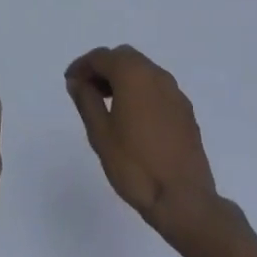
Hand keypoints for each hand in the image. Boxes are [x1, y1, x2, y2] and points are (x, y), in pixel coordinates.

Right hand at [65, 45, 236, 254]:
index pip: (102, 56)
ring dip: (123, 78)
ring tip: (108, 104)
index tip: (71, 82)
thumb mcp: (100, 134)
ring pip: (143, 70)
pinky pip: (157, 88)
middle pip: (124, 57)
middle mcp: (157, 75)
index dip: (82, 66)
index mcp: (133, 75)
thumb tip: (78, 81)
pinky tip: (134, 118)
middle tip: (87, 90)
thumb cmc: (135, 165)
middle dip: (104, 68)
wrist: (183, 199)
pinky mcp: (185, 110)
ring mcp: (175, 92)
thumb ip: (87, 101)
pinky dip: (140, 91)